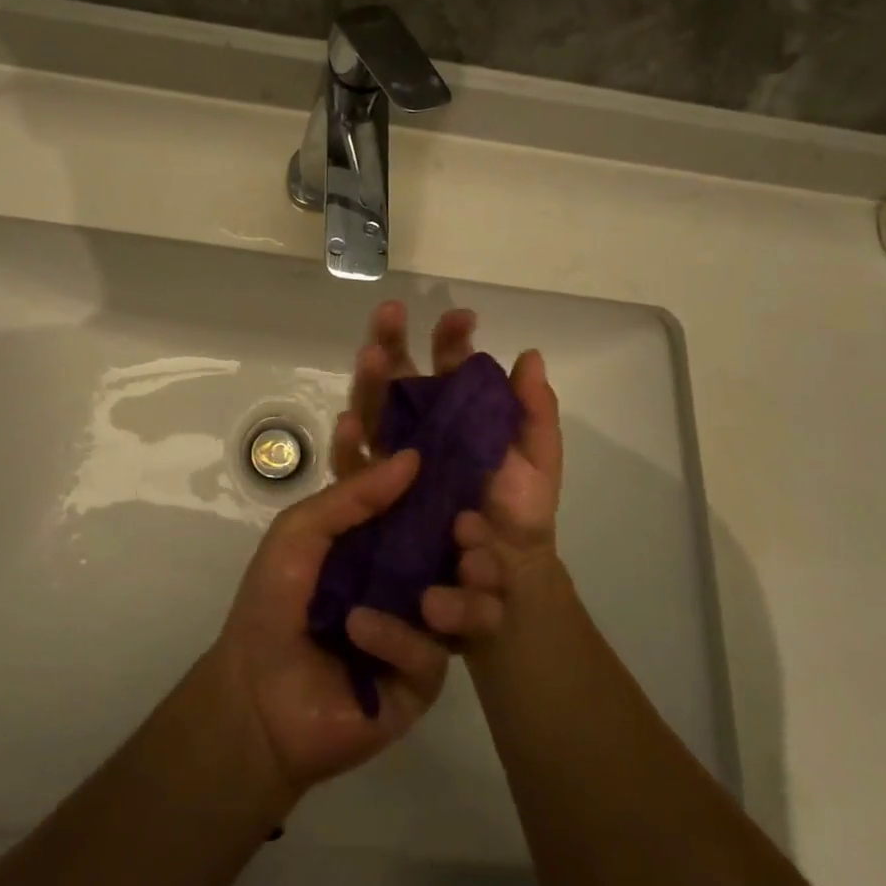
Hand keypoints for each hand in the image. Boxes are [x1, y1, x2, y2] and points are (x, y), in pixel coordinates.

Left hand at [209, 450, 448, 797]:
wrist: (254, 696)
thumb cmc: (271, 602)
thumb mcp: (300, 533)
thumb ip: (353, 495)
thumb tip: (412, 457)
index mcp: (380, 540)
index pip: (417, 499)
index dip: (430, 475)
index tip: (430, 446)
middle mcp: (409, 578)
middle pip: (464, 551)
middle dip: (476, 537)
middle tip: (466, 527)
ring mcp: (419, 629)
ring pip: (474, 605)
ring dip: (468, 593)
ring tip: (434, 595)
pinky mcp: (420, 680)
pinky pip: (432, 655)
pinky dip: (398, 637)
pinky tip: (361, 629)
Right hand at [333, 301, 563, 647]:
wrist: (506, 573)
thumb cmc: (520, 510)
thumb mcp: (538, 458)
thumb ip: (535, 410)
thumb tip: (529, 354)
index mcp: (457, 412)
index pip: (448, 365)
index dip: (450, 339)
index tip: (461, 316)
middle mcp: (419, 425)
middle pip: (398, 375)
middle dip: (392, 340)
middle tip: (391, 312)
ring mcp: (393, 454)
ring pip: (372, 407)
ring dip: (370, 379)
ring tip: (371, 355)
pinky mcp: (374, 490)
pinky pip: (353, 463)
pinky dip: (347, 442)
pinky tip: (349, 422)